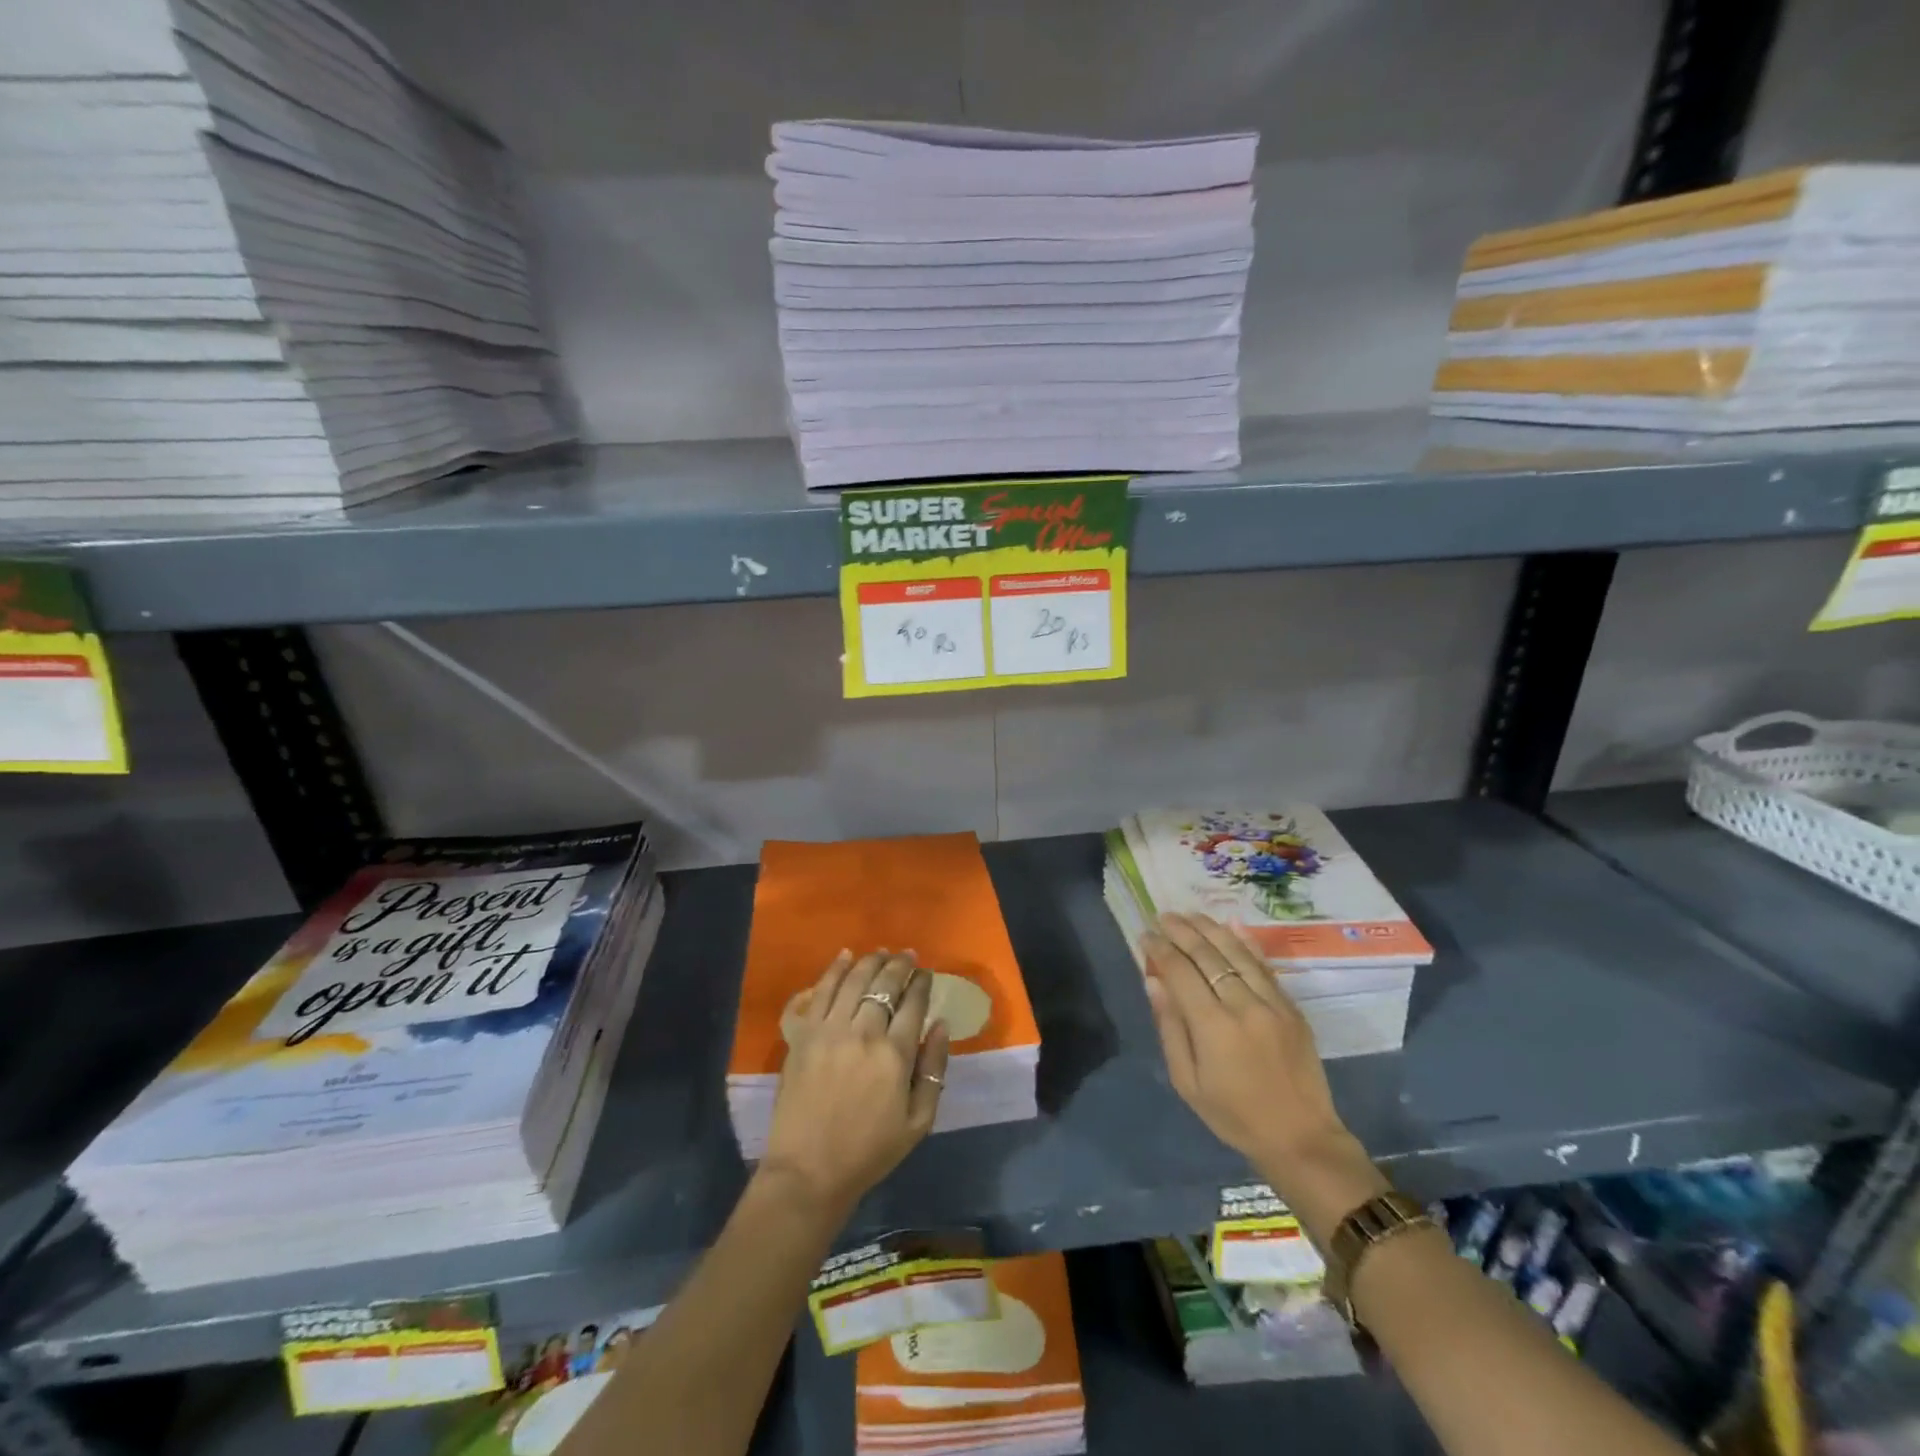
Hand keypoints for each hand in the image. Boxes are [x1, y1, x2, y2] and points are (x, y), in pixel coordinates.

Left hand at [761, 950, 950, 1215]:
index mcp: (895, 1055)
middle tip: (907, 955)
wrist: (808, 1171)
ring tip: (880, 952)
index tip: (926, 973)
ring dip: (869, 961)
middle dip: (899, 965)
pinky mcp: (801, 1035)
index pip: (913, 1003)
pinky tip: (843, 958)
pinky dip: (831, 970)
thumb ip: (934, 1070)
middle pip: (883, 984)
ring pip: (852, 980)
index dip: (922, 983)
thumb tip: (942, 1026)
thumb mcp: (918, 1122)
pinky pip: (817, 992)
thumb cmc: (869, 1151)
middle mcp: (862, 1032)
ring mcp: (828, 1030)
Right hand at [1142, 913, 1383, 1236]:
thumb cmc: (1234, 1116)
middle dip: (1181, 931)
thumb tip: (1154, 982)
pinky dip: (1246, 942)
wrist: (1301, 1138)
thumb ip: (1170, 1027)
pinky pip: (1264, 965)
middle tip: (1163, 916)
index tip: (1145, 935)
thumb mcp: (1187, 1082)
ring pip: (1237, 953)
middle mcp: (1243, 1006)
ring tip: (1189, 914)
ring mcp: (1272, 1003)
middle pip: (1207, 955)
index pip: (1180, 973)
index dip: (1160, 950)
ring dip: (1210, 929)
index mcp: (1213, 1027)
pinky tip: (1231, 924)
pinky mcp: (1291, 1007)